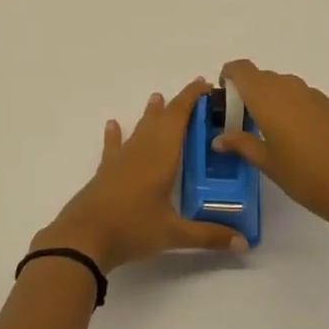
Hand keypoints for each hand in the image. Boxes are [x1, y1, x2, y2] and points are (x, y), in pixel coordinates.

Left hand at [34, 78, 246, 271]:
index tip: (206, 85)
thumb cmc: (132, 228)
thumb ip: (209, 236)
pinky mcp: (106, 171)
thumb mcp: (173, 234)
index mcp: (161, 156)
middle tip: (196, 95)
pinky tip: (113, 125)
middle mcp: (142, 150)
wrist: (84, 237)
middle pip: (161, 119)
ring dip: (150, 114)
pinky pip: (114, 146)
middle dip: (178, 104)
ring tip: (157, 98)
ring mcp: (121, 159)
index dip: (191, 98)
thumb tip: (244, 244)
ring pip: (140, 129)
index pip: (179, 117)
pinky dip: (115, 134)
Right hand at [214, 60, 328, 233]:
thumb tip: (219, 138)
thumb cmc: (304, 175)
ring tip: (272, 132)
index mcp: (267, 97)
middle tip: (244, 121)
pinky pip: (303, 97)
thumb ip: (241, 144)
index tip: (225, 97)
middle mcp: (289, 87)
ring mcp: (313, 95)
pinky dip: (293, 108)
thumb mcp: (266, 162)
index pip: (241, 69)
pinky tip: (300, 138)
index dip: (229, 75)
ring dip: (272, 100)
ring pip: (284, 86)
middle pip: (262, 77)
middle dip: (249, 92)